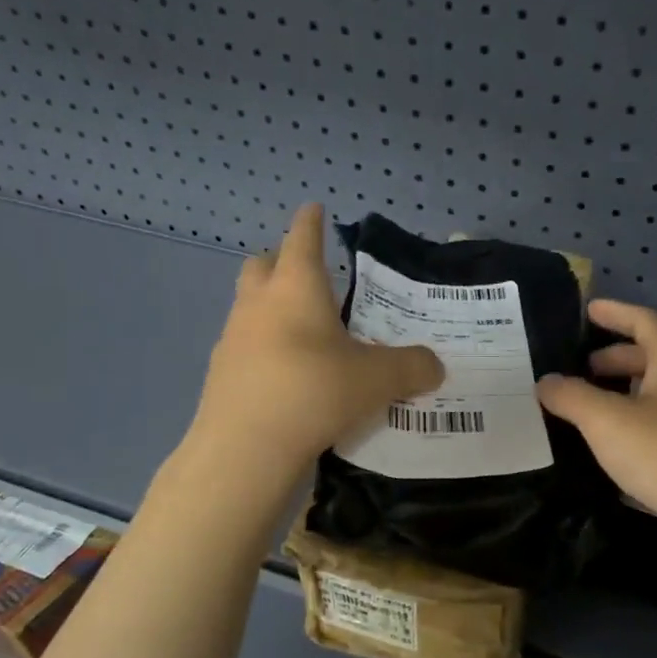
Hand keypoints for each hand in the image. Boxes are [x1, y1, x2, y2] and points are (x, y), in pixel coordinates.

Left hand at [190, 205, 442, 474]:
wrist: (245, 449)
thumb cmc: (315, 392)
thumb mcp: (378, 380)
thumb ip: (412, 367)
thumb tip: (435, 366)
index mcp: (297, 287)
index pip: (302, 238)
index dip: (311, 222)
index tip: (315, 208)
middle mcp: (259, 303)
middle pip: (262, 264)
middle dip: (282, 261)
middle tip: (310, 275)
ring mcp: (233, 338)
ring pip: (249, 306)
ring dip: (272, 307)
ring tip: (304, 330)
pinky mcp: (221, 373)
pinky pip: (244, 345)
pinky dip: (264, 347)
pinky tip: (287, 374)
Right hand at [537, 299, 656, 554]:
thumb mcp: (607, 422)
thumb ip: (571, 397)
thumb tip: (546, 382)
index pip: (644, 322)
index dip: (615, 313)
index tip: (588, 311)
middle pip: (655, 360)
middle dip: (617, 361)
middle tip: (583, 369)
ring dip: (627, 398)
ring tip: (593, 411)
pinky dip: (639, 432)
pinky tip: (617, 454)